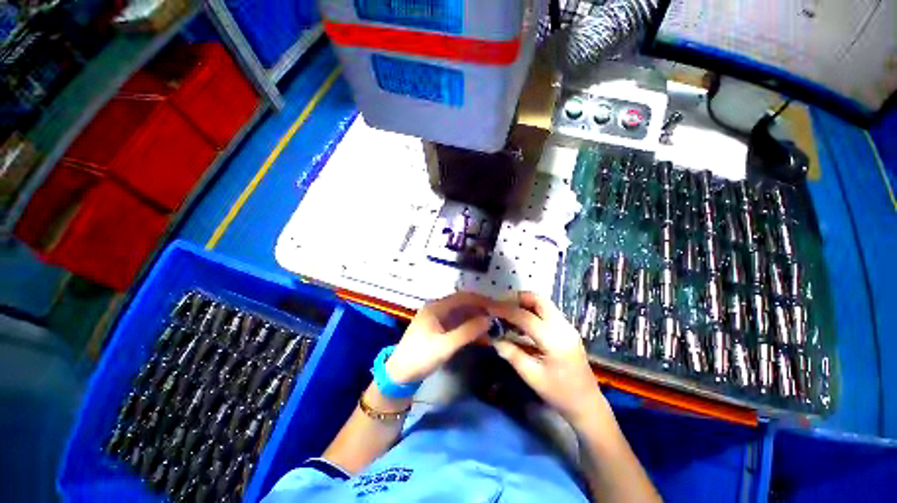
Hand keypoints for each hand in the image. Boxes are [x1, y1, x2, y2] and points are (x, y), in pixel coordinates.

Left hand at [385, 292, 491, 383]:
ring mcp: (437, 319)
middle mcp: (437, 308)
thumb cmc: (421, 357)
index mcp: (436, 307)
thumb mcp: (446, 345)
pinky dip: (468, 326)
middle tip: (497, 316)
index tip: (496, 306)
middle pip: (462, 304)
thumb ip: (468, 331)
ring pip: (461, 314)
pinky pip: (457, 323)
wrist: (400, 374)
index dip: (480, 300)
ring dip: (475, 317)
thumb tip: (489, 320)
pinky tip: (479, 332)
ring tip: (492, 324)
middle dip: (479, 308)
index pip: (462, 297)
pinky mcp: (438, 329)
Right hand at [488, 292, 606, 427]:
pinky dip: (532, 310)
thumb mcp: (531, 376)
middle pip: (538, 300)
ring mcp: (567, 326)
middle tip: (500, 307)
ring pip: (543, 303)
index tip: (489, 308)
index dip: (505, 310)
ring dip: (524, 303)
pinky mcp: (567, 329)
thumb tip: (493, 337)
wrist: (587, 404)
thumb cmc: (559, 394)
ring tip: (507, 313)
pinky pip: (547, 311)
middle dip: (517, 299)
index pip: (525, 317)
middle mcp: (563, 327)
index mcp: (554, 340)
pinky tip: (521, 323)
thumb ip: (511, 353)